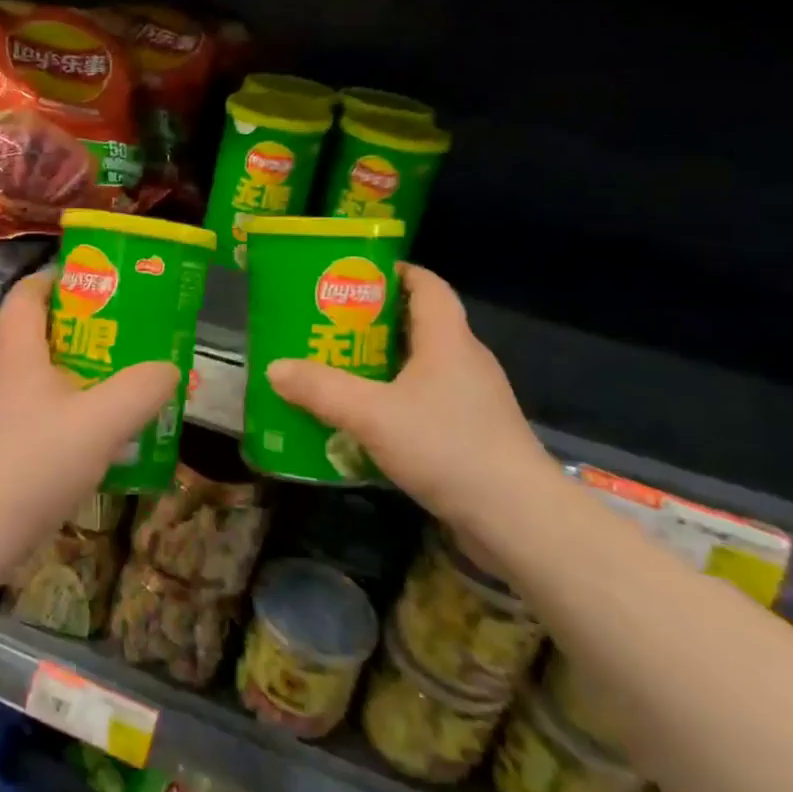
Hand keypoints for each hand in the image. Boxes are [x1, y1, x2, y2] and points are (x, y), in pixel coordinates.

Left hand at [0, 270, 177, 561]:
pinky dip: (54, 405)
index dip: (60, 278)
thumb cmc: (34, 462)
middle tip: (119, 335)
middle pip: (33, 329)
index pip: (29, 291)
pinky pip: (25, 405)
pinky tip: (81, 434)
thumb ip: (141, 390)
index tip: (98, 283)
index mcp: (15, 347)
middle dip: (76, 326)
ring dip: (67, 369)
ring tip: (109, 382)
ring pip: (30, 371)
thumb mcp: (102, 423)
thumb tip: (167, 368)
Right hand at [266, 264, 551, 531]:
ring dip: (383, 365)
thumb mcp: (371, 414)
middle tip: (329, 326)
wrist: (517, 518)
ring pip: (422, 367)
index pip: (428, 285)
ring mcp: (474, 400)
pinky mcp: (474, 434)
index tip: (355, 275)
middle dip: (374, 322)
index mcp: (448, 339)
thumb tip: (274, 368)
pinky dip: (397, 401)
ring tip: (338, 371)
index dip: (395, 272)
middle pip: (419, 324)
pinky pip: (428, 402)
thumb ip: (321, 389)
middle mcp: (465, 361)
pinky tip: (367, 422)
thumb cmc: (447, 446)